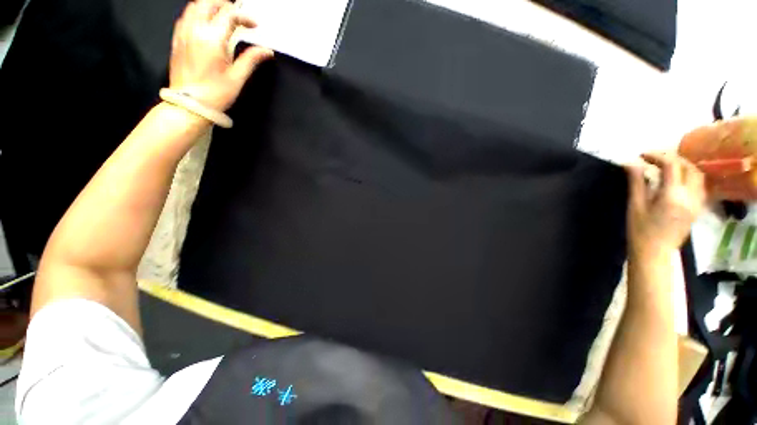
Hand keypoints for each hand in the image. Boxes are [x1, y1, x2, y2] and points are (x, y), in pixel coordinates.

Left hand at [169, 0, 272, 110]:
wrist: (189, 105)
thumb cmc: (215, 94)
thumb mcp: (237, 78)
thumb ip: (250, 59)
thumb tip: (266, 51)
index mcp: (212, 39)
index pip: (230, 15)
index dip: (245, 17)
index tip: (255, 26)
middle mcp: (195, 30)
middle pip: (209, 3)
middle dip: (226, 6)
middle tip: (238, 17)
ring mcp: (183, 33)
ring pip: (195, 6)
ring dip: (210, 7)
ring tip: (223, 18)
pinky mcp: (177, 40)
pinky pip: (185, 17)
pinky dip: (197, 15)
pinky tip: (206, 26)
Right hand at [626, 152, 705, 259]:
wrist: (654, 252)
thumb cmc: (640, 229)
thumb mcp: (635, 205)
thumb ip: (636, 182)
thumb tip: (631, 163)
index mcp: (673, 195)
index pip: (671, 165)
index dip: (657, 156)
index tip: (642, 155)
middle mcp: (690, 196)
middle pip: (689, 167)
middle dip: (672, 158)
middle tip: (655, 159)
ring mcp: (697, 202)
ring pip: (697, 175)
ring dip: (683, 166)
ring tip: (667, 166)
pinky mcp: (697, 208)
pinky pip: (698, 185)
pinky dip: (689, 176)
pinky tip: (677, 179)